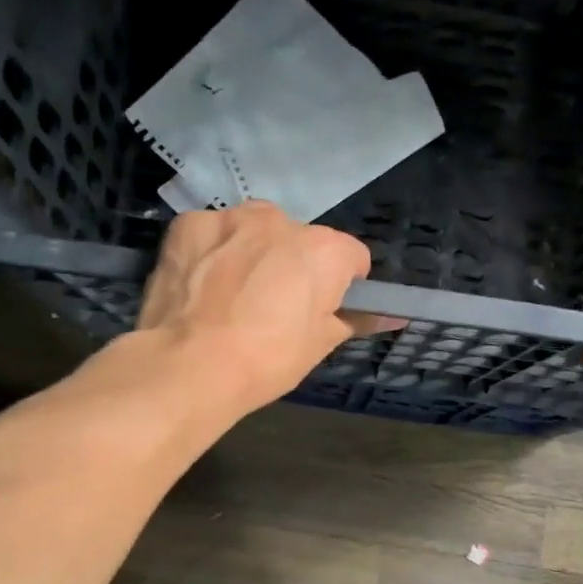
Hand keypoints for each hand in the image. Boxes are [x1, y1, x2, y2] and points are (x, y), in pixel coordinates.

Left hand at [137, 202, 395, 408]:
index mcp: (325, 249)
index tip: (324, 309)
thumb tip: (394, 317)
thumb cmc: (267, 360)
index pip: (351, 257)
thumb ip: (358, 320)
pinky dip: (211, 253)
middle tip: (274, 308)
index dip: (342, 284)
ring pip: (254, 231)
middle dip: (293, 265)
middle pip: (300, 240)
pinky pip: (212, 234)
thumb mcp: (319, 345)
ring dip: (252, 252)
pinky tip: (200, 287)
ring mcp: (231, 218)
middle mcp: (282, 220)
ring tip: (232, 297)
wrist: (189, 365)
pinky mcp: (188, 223)